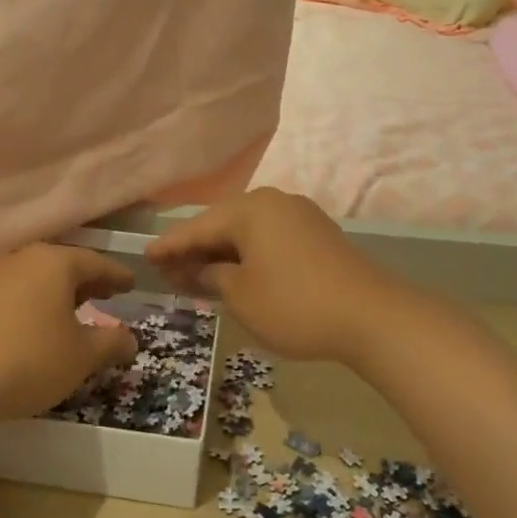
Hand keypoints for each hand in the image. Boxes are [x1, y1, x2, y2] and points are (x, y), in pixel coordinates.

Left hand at [0, 244, 139, 424]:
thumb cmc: (30, 360)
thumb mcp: (82, 356)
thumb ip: (111, 343)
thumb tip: (130, 339)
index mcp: (54, 263)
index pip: (95, 262)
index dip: (116, 275)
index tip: (132, 284)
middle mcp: (21, 260)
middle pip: (62, 265)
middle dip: (87, 281)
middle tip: (107, 294)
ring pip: (35, 279)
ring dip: (57, 293)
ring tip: (72, 312)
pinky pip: (12, 294)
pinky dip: (32, 304)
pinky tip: (34, 327)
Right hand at [146, 189, 400, 363]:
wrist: (372, 316)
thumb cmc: (294, 305)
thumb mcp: (242, 295)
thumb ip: (211, 276)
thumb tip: (197, 268)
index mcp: (249, 209)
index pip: (197, 227)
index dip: (169, 245)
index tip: (144, 256)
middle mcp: (272, 201)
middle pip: (222, 223)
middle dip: (195, 247)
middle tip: (167, 269)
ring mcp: (299, 214)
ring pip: (246, 230)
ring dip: (222, 251)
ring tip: (197, 273)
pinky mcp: (316, 232)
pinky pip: (268, 236)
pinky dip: (248, 253)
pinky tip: (237, 271)